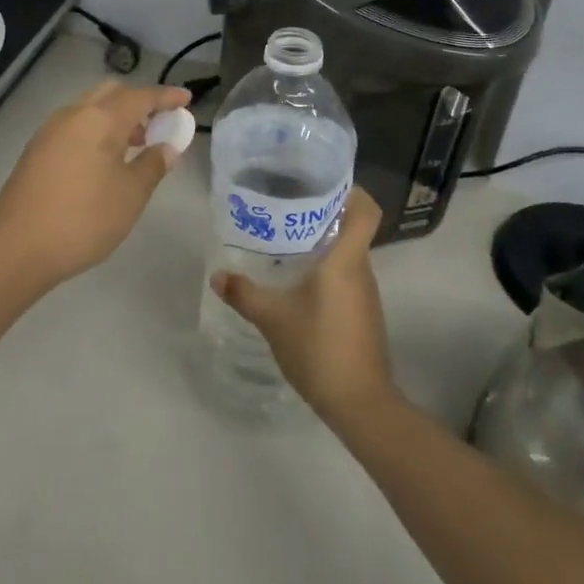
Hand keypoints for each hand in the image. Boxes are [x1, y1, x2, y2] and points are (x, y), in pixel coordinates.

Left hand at [0, 81, 192, 288]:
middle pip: (111, 94)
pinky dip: (96, 130)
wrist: (17, 248)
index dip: (166, 97)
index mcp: (100, 120)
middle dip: (138, 103)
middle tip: (159, 125)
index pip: (141, 97)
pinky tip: (104, 160)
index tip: (186, 99)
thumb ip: (153, 165)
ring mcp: (49, 131)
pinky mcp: (36, 150)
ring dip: (115, 117)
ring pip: (89, 109)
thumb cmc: (84, 219)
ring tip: (135, 146)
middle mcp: (73, 115)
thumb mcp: (131, 195)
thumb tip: (167, 146)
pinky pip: (74, 126)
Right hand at [210, 187, 395, 424]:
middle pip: (352, 227)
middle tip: (286, 206)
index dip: (352, 190)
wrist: (359, 402)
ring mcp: (365, 293)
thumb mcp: (273, 319)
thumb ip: (244, 294)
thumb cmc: (319, 348)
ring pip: (348, 252)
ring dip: (323, 242)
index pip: (365, 210)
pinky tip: (297, 280)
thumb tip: (218, 275)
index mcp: (345, 260)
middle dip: (323, 213)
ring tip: (285, 239)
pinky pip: (346, 275)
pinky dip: (326, 268)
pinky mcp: (363, 312)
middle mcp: (361, 269)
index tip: (322, 181)